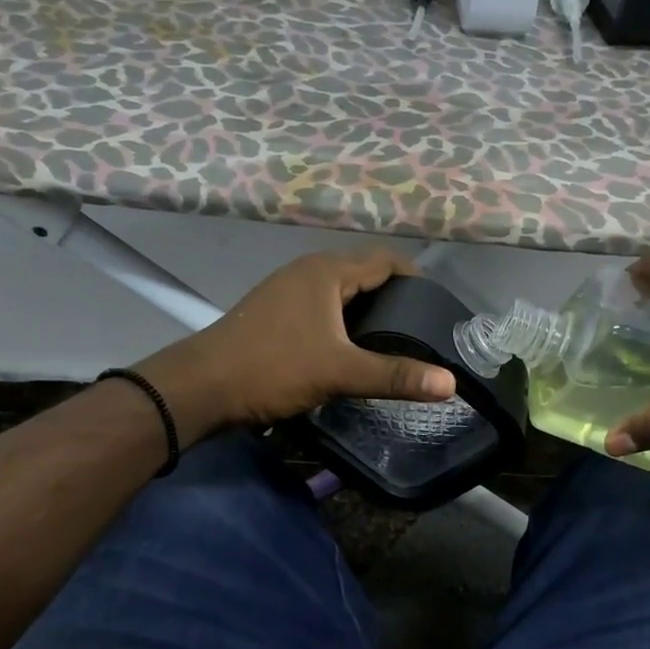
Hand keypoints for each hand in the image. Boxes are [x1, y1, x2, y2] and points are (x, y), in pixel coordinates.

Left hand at [135, 248, 455, 440]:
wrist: (200, 387)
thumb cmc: (273, 368)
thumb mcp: (339, 372)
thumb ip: (394, 375)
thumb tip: (450, 383)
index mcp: (327, 272)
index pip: (384, 260)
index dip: (415, 277)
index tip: (438, 305)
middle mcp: (307, 272)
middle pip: (363, 274)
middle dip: (393, 296)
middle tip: (421, 327)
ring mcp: (286, 291)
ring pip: (340, 292)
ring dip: (366, 310)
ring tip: (394, 340)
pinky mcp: (274, 313)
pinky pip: (321, 307)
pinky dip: (343, 321)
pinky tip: (351, 348)